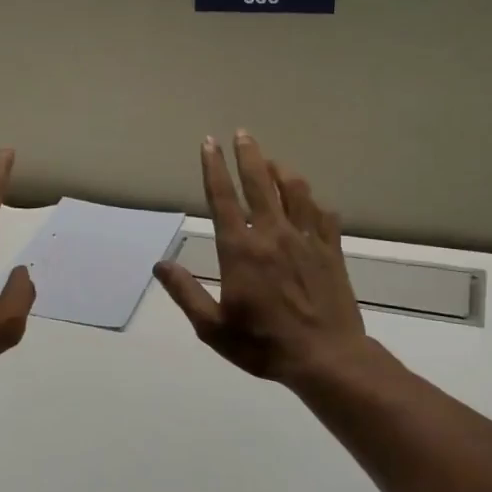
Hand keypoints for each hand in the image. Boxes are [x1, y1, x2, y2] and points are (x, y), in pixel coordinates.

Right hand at [153, 132, 367, 383]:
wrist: (326, 357)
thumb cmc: (263, 344)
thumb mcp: (212, 327)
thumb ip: (185, 292)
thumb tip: (160, 265)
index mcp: (240, 250)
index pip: (223, 198)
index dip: (214, 168)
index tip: (209, 143)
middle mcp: (272, 235)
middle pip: (259, 184)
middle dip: (248, 155)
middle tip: (243, 134)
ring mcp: (305, 240)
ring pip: (294, 192)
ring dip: (281, 172)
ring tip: (272, 162)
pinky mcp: (331, 250)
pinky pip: (322, 215)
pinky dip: (312, 202)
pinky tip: (309, 201)